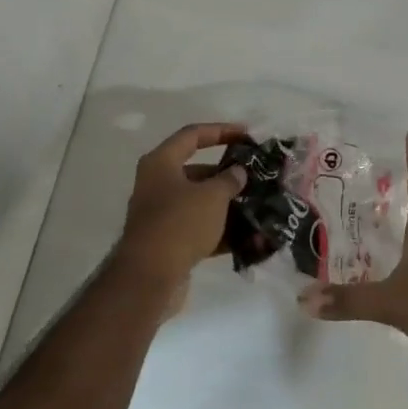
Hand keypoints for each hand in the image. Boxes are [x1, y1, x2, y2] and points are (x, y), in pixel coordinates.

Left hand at [115, 122, 249, 288]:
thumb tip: (238, 172)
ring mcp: (162, 214)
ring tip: (258, 207)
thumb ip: (229, 179)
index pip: (193, 135)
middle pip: (198, 171)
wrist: (149, 277)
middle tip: (257, 177)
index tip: (247, 135)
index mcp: (161, 163)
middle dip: (229, 175)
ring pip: (200, 202)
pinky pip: (199, 229)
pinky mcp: (168, 241)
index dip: (221, 131)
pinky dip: (221, 231)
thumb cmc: (180, 223)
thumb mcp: (212, 196)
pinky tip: (248, 238)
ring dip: (228, 205)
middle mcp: (158, 184)